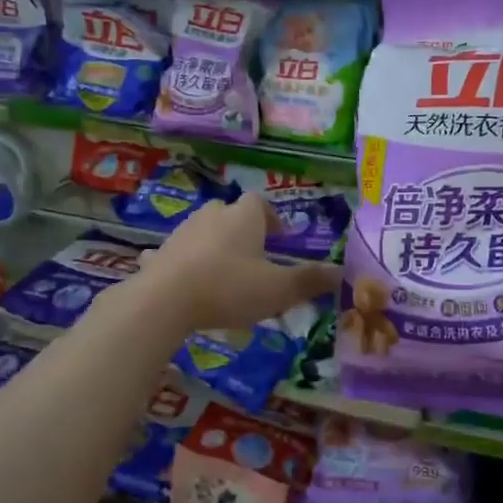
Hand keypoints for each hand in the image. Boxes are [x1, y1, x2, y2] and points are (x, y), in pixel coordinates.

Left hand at [128, 194, 341, 334]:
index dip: (272, 217)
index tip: (280, 237)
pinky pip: (174, 253)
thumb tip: (342, 272)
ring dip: (214, 245)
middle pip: (230, 212)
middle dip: (242, 229)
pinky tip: (184, 280)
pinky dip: (181, 262)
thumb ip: (310, 280)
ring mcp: (182, 232)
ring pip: (203, 231)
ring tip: (224, 272)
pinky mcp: (159, 254)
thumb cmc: (229, 288)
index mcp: (243, 217)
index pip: (260, 202)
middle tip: (254, 254)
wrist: (165, 300)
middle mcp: (212, 215)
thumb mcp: (278, 289)